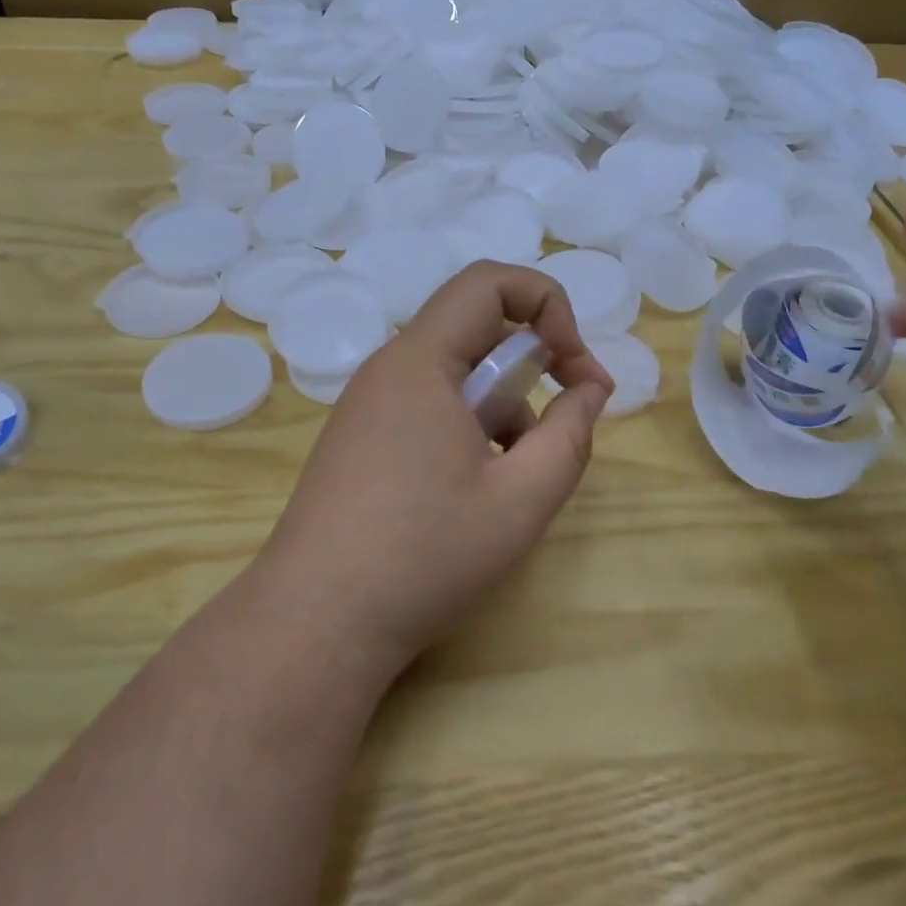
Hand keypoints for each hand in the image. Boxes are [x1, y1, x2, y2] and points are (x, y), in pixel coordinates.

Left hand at [253, 262, 614, 680]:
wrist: (316, 623)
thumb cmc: (424, 556)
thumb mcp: (521, 499)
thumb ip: (570, 434)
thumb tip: (589, 390)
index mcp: (420, 361)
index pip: (489, 282)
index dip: (548, 305)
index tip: (575, 370)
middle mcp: (389, 368)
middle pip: (474, 325)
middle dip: (532, 358)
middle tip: (568, 411)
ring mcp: (368, 404)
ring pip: (454, 370)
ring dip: (503, 400)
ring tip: (520, 470)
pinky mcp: (361, 438)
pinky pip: (429, 403)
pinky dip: (469, 424)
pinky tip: (479, 487)